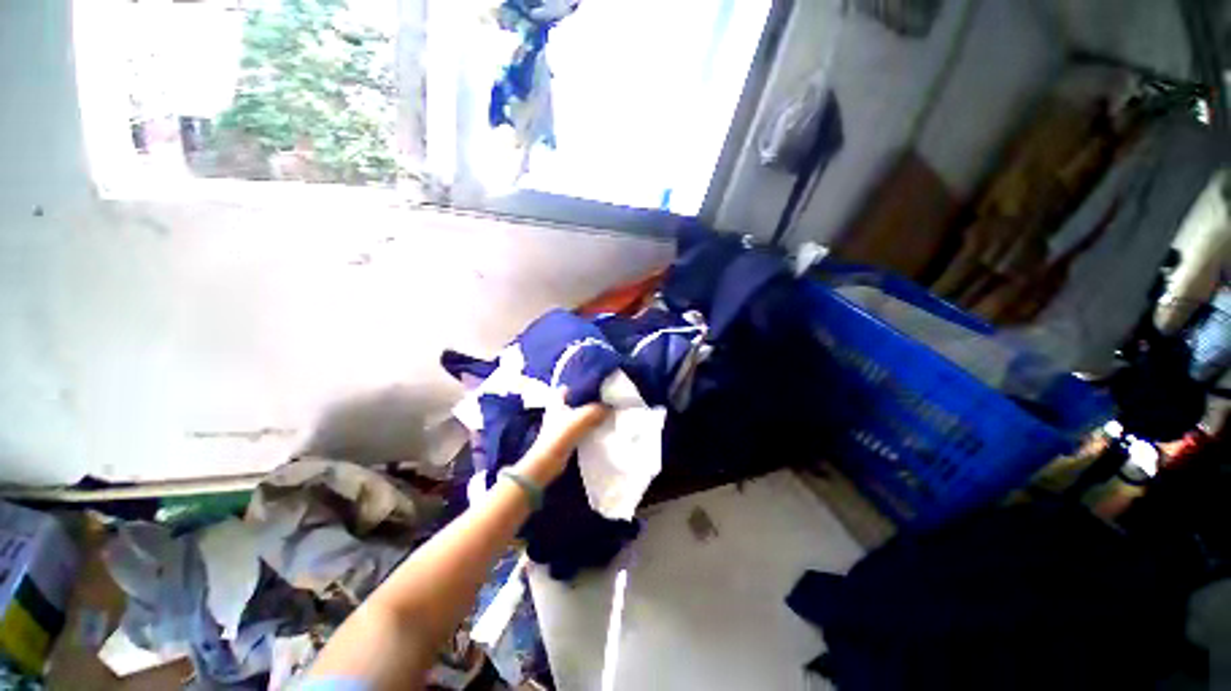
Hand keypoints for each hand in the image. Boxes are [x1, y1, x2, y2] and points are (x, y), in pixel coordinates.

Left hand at [519, 389, 608, 482]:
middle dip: (588, 400)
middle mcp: (557, 409)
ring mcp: (560, 423)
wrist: (548, 461)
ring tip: (604, 411)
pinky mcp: (564, 436)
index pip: (569, 387)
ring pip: (578, 413)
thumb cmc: (561, 434)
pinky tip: (598, 426)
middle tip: (603, 399)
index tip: (596, 386)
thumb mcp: (582, 418)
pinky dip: (587, 426)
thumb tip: (610, 407)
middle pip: (575, 400)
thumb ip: (597, 409)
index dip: (581, 385)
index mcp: (557, 400)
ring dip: (588, 414)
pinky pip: (579, 426)